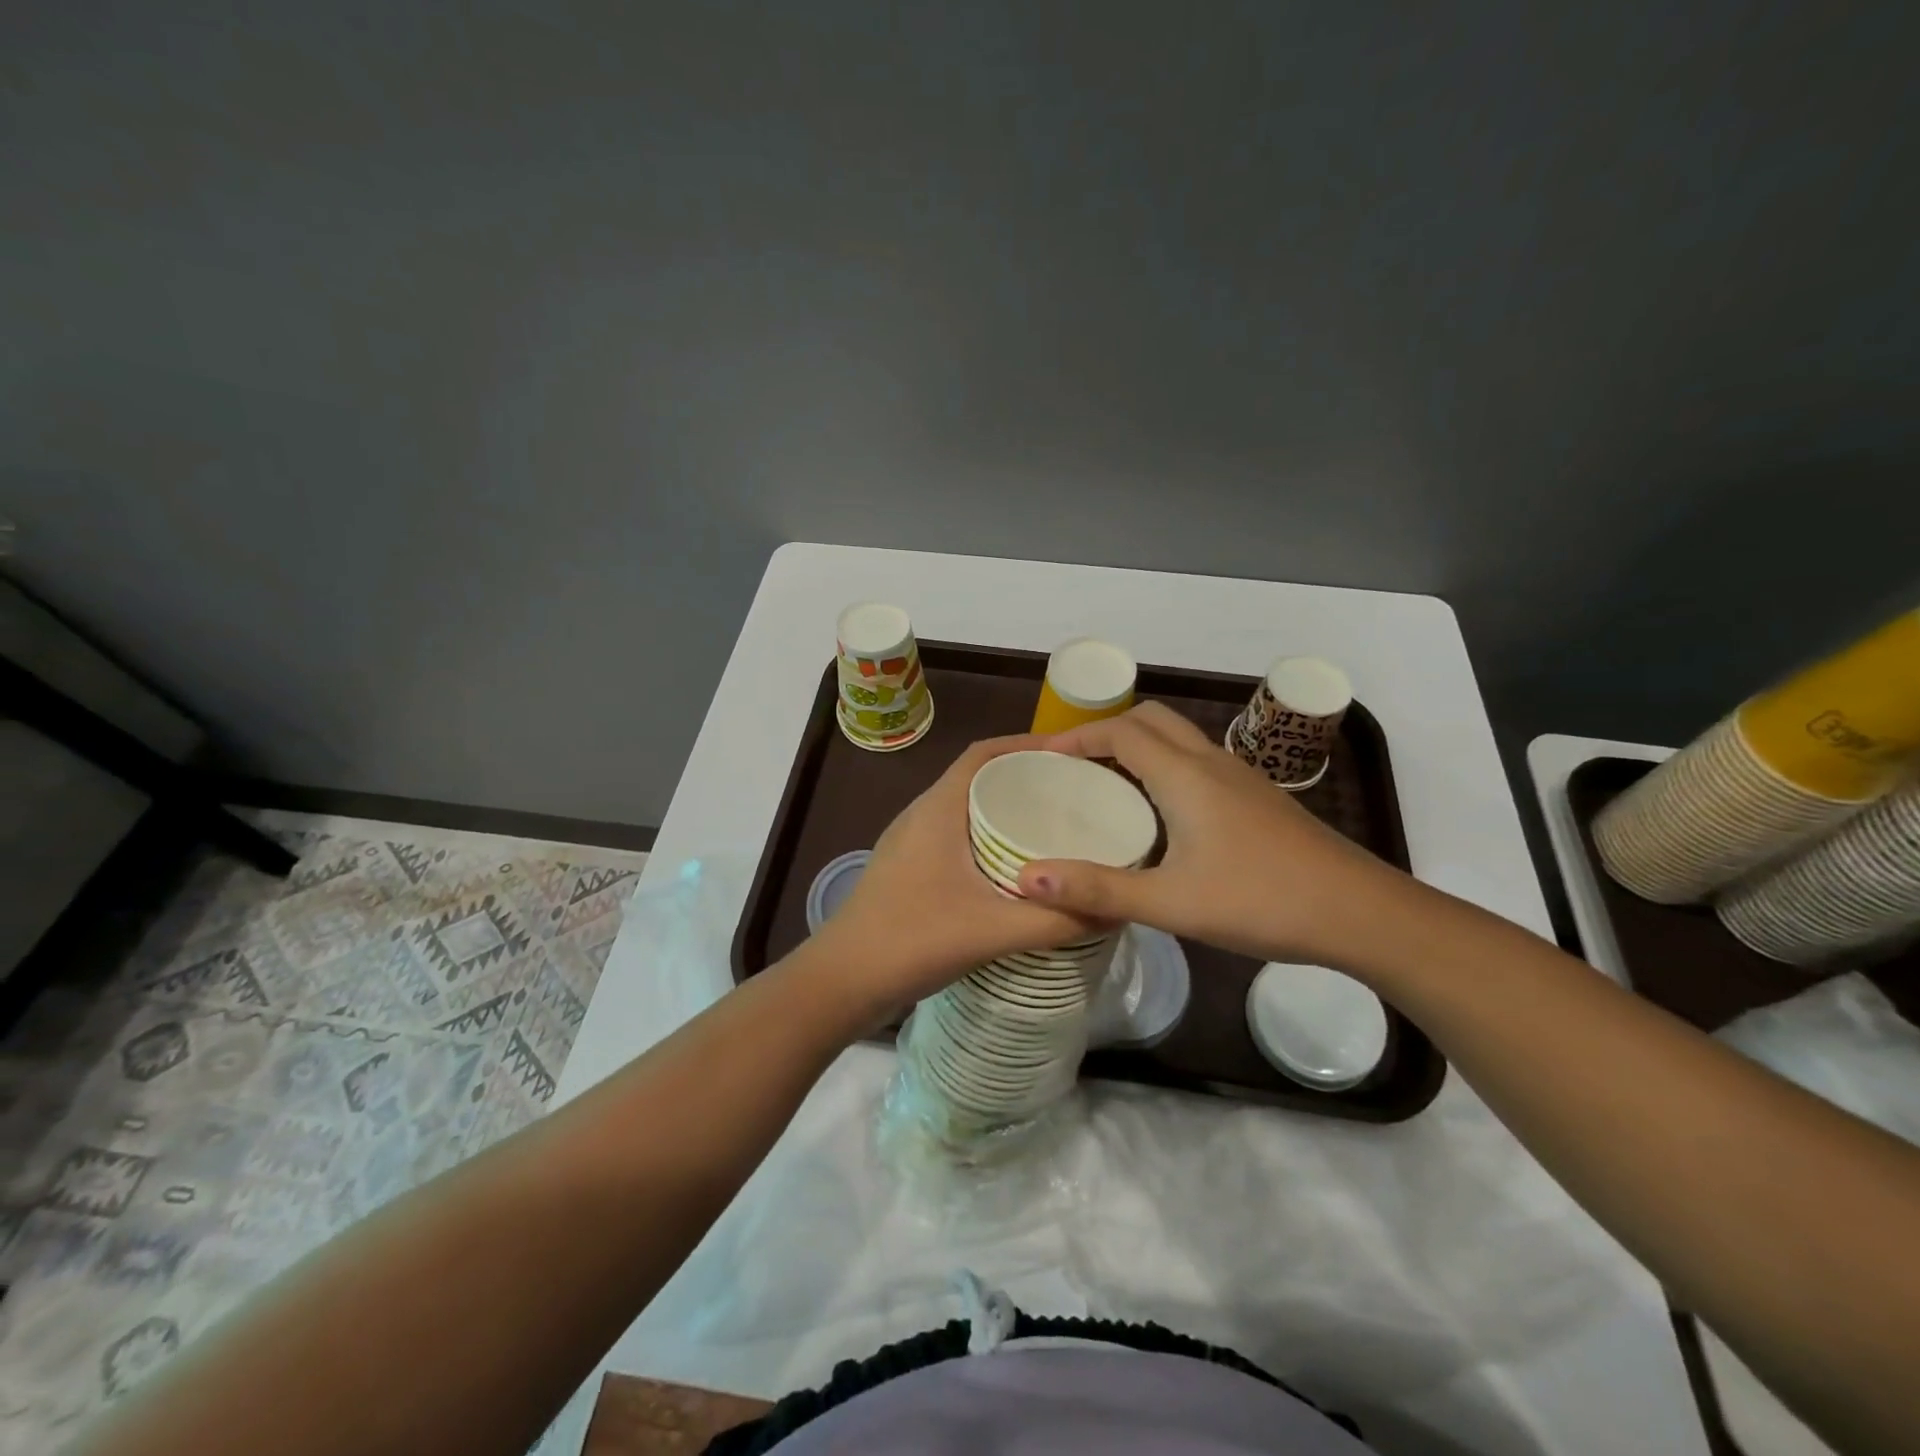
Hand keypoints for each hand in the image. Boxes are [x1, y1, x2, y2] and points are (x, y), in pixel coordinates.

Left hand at [807, 735, 1105, 1023]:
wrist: (841, 982)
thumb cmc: (912, 939)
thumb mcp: (993, 930)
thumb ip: (1057, 920)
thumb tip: (1118, 907)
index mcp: (937, 809)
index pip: (982, 754)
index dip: (1024, 744)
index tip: (1070, 754)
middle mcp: (922, 815)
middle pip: (978, 779)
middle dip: (1024, 779)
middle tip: (1075, 795)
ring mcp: (911, 844)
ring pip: (966, 811)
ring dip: (1005, 811)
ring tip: (1055, 827)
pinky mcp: (909, 870)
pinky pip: (956, 838)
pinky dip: (989, 840)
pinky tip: (1016, 871)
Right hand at [1016, 702, 1405, 969]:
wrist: (1361, 913)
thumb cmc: (1261, 901)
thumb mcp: (1171, 903)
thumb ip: (1098, 889)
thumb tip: (1026, 877)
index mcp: (1185, 775)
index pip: (1120, 731)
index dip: (1078, 737)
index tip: (1043, 757)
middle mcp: (1211, 762)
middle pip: (1150, 720)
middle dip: (1106, 731)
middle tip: (1073, 766)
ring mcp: (1240, 778)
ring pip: (1178, 739)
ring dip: (1137, 747)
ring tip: (1107, 785)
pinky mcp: (1258, 798)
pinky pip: (1198, 762)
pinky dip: (1164, 766)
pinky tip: (1160, 814)